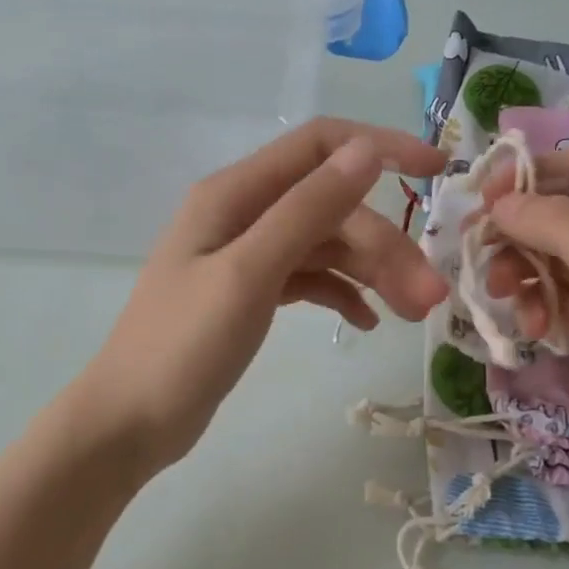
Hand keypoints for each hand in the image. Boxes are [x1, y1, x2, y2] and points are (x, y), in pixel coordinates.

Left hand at [73, 119, 446, 472]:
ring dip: (372, 272)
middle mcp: (244, 214)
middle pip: (333, 208)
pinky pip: (311, 278)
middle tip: (428, 296)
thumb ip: (307, 210)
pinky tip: (367, 322)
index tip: (437, 172)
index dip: (380, 148)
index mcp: (235, 194)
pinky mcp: (253, 293)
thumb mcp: (249, 273)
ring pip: (327, 245)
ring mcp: (249, 255)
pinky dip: (342, 293)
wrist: (131, 422)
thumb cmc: (183, 346)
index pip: (320, 146)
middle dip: (385, 244)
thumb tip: (366, 152)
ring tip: (411, 313)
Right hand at [484, 146, 568, 497]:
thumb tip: (501, 201)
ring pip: (552, 260)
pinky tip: (533, 331)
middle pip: (562, 215)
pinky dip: (538, 308)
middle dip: (519, 229)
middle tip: (476, 250)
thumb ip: (562, 227)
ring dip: (521, 272)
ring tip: (499, 295)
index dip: (535, 172)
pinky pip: (557, 301)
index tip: (483, 196)